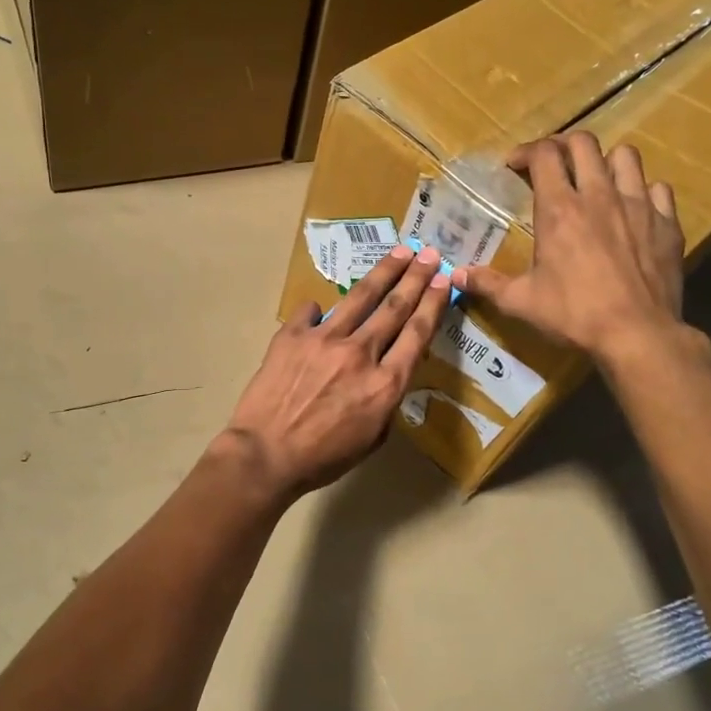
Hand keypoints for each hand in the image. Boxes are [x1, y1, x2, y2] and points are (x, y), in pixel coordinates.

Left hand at [218, 244, 449, 497]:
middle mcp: (360, 353)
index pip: (417, 333)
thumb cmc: (323, 458)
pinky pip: (311, 311)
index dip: (433, 303)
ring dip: (383, 272)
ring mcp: (324, 339)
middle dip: (416, 277)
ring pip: (360, 297)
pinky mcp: (292, 335)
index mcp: (385, 383)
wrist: (266, 455)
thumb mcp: (372, 438)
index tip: (444, 281)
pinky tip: (321, 308)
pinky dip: (319, 309)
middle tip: (429, 254)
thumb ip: (385, 400)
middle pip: (395, 306)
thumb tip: (385, 372)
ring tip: (398, 253)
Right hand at [453, 134, 694, 378]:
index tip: (514, 165)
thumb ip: (487, 283)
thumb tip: (455, 276)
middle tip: (552, 164)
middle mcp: (599, 196)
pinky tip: (634, 210)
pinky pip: (659, 189)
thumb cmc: (573, 315)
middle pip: (583, 143)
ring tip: (596, 180)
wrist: (637, 335)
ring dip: (606, 161)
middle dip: (563, 145)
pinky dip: (644, 192)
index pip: (543, 154)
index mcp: (559, 209)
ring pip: (626, 156)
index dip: (526, 152)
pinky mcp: (667, 223)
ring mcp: (638, 205)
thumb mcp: (521, 302)